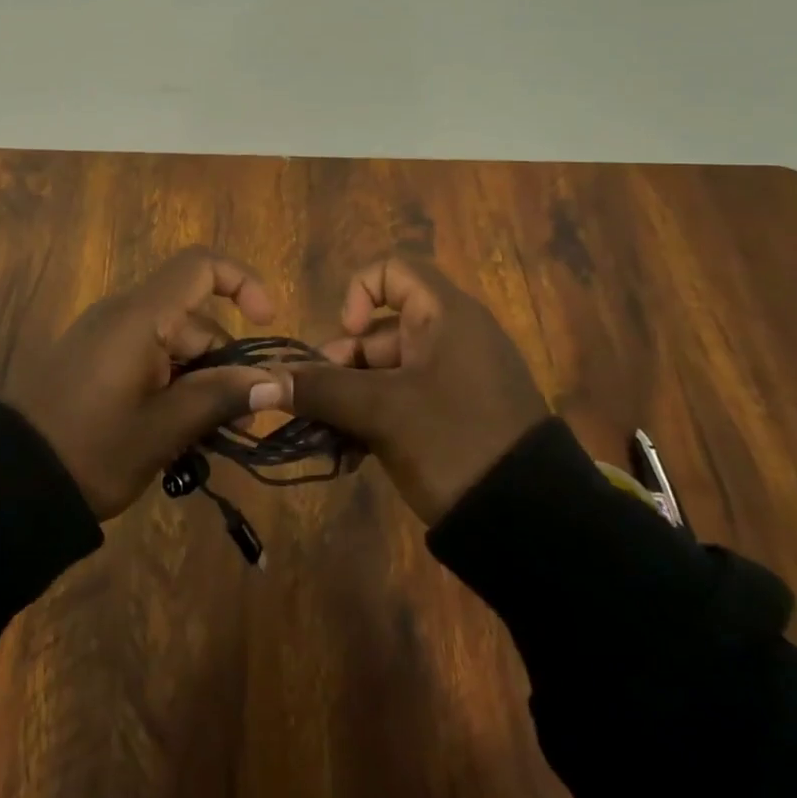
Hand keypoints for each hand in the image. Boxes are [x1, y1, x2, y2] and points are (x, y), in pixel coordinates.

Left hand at [0, 248, 282, 518]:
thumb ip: (221, 396)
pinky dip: (171, 386)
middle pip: (193, 318)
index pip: (199, 266)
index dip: (241, 282)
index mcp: (140, 316)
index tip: (267, 323)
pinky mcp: (95, 359)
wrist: (9, 480)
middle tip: (241, 423)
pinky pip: (147, 358)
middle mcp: (124, 314)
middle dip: (224, 363)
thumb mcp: (164, 429)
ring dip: (199, 382)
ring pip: (173, 344)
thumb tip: (277, 380)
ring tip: (210, 440)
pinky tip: (178, 433)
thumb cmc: (92, 449)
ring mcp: (106, 336)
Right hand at [271, 254, 548, 524]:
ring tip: (330, 439)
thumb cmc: (455, 441)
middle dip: (341, 364)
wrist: (535, 526)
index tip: (347, 336)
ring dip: (350, 399)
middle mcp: (452, 337)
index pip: (392, 271)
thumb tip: (262, 380)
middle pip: (380, 330)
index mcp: (445, 316)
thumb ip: (320, 389)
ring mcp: (456, 379)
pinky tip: (351, 455)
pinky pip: (403, 401)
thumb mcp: (382, 412)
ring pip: (386, 371)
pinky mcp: (457, 416)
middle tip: (318, 404)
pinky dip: (374, 419)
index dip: (359, 293)